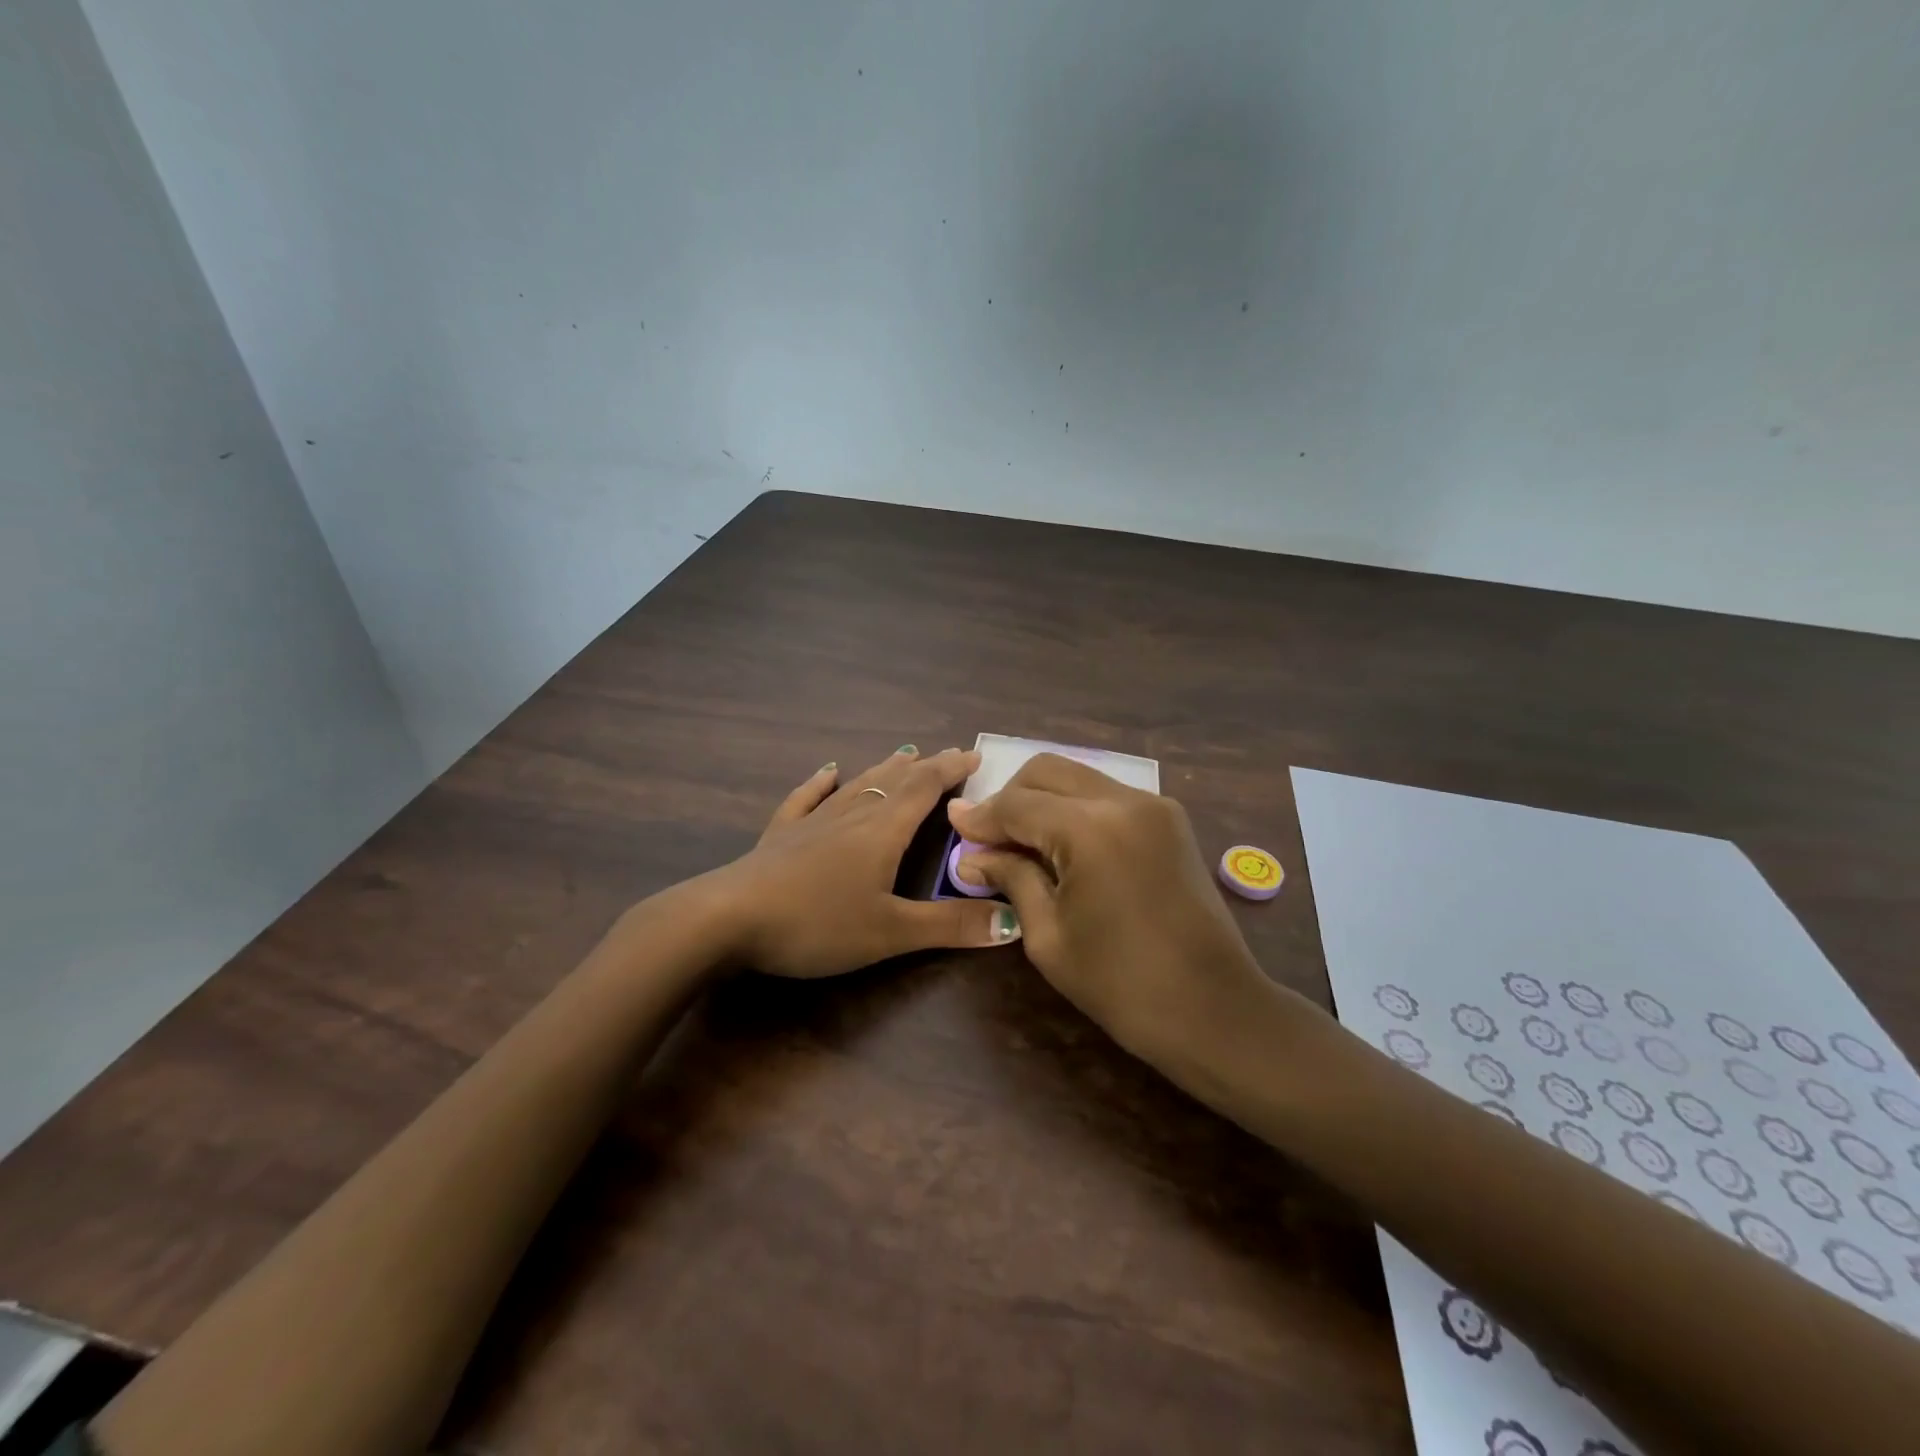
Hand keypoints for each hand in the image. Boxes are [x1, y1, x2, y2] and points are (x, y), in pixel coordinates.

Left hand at [712, 745, 1022, 978]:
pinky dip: (821, 783)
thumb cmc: (817, 923)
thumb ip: (950, 926)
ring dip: (884, 769)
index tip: (974, 754)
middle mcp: (852, 815)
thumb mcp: (890, 932)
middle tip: (948, 755)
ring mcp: (813, 821)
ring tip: (904, 754)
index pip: (925, 789)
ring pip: (857, 785)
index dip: (952, 769)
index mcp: (883, 831)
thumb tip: (1014, 922)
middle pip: (894, 781)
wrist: (728, 918)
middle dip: (925, 767)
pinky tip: (827, 771)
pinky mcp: (781, 835)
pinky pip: (806, 798)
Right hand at [947, 754, 1275, 1063]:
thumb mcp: (1049, 935)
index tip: (952, 825)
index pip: (1017, 804)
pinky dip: (1075, 809)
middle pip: (1047, 771)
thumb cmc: (1121, 985)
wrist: (1214, 1009)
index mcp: (1091, 829)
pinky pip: (1106, 795)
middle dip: (1010, 797)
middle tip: (989, 838)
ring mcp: (1154, 805)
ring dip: (1043, 800)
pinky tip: (1064, 846)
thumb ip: (1012, 878)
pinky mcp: (1170, 819)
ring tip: (1023, 844)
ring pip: (1078, 777)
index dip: (980, 816)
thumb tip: (973, 854)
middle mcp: (1124, 800)